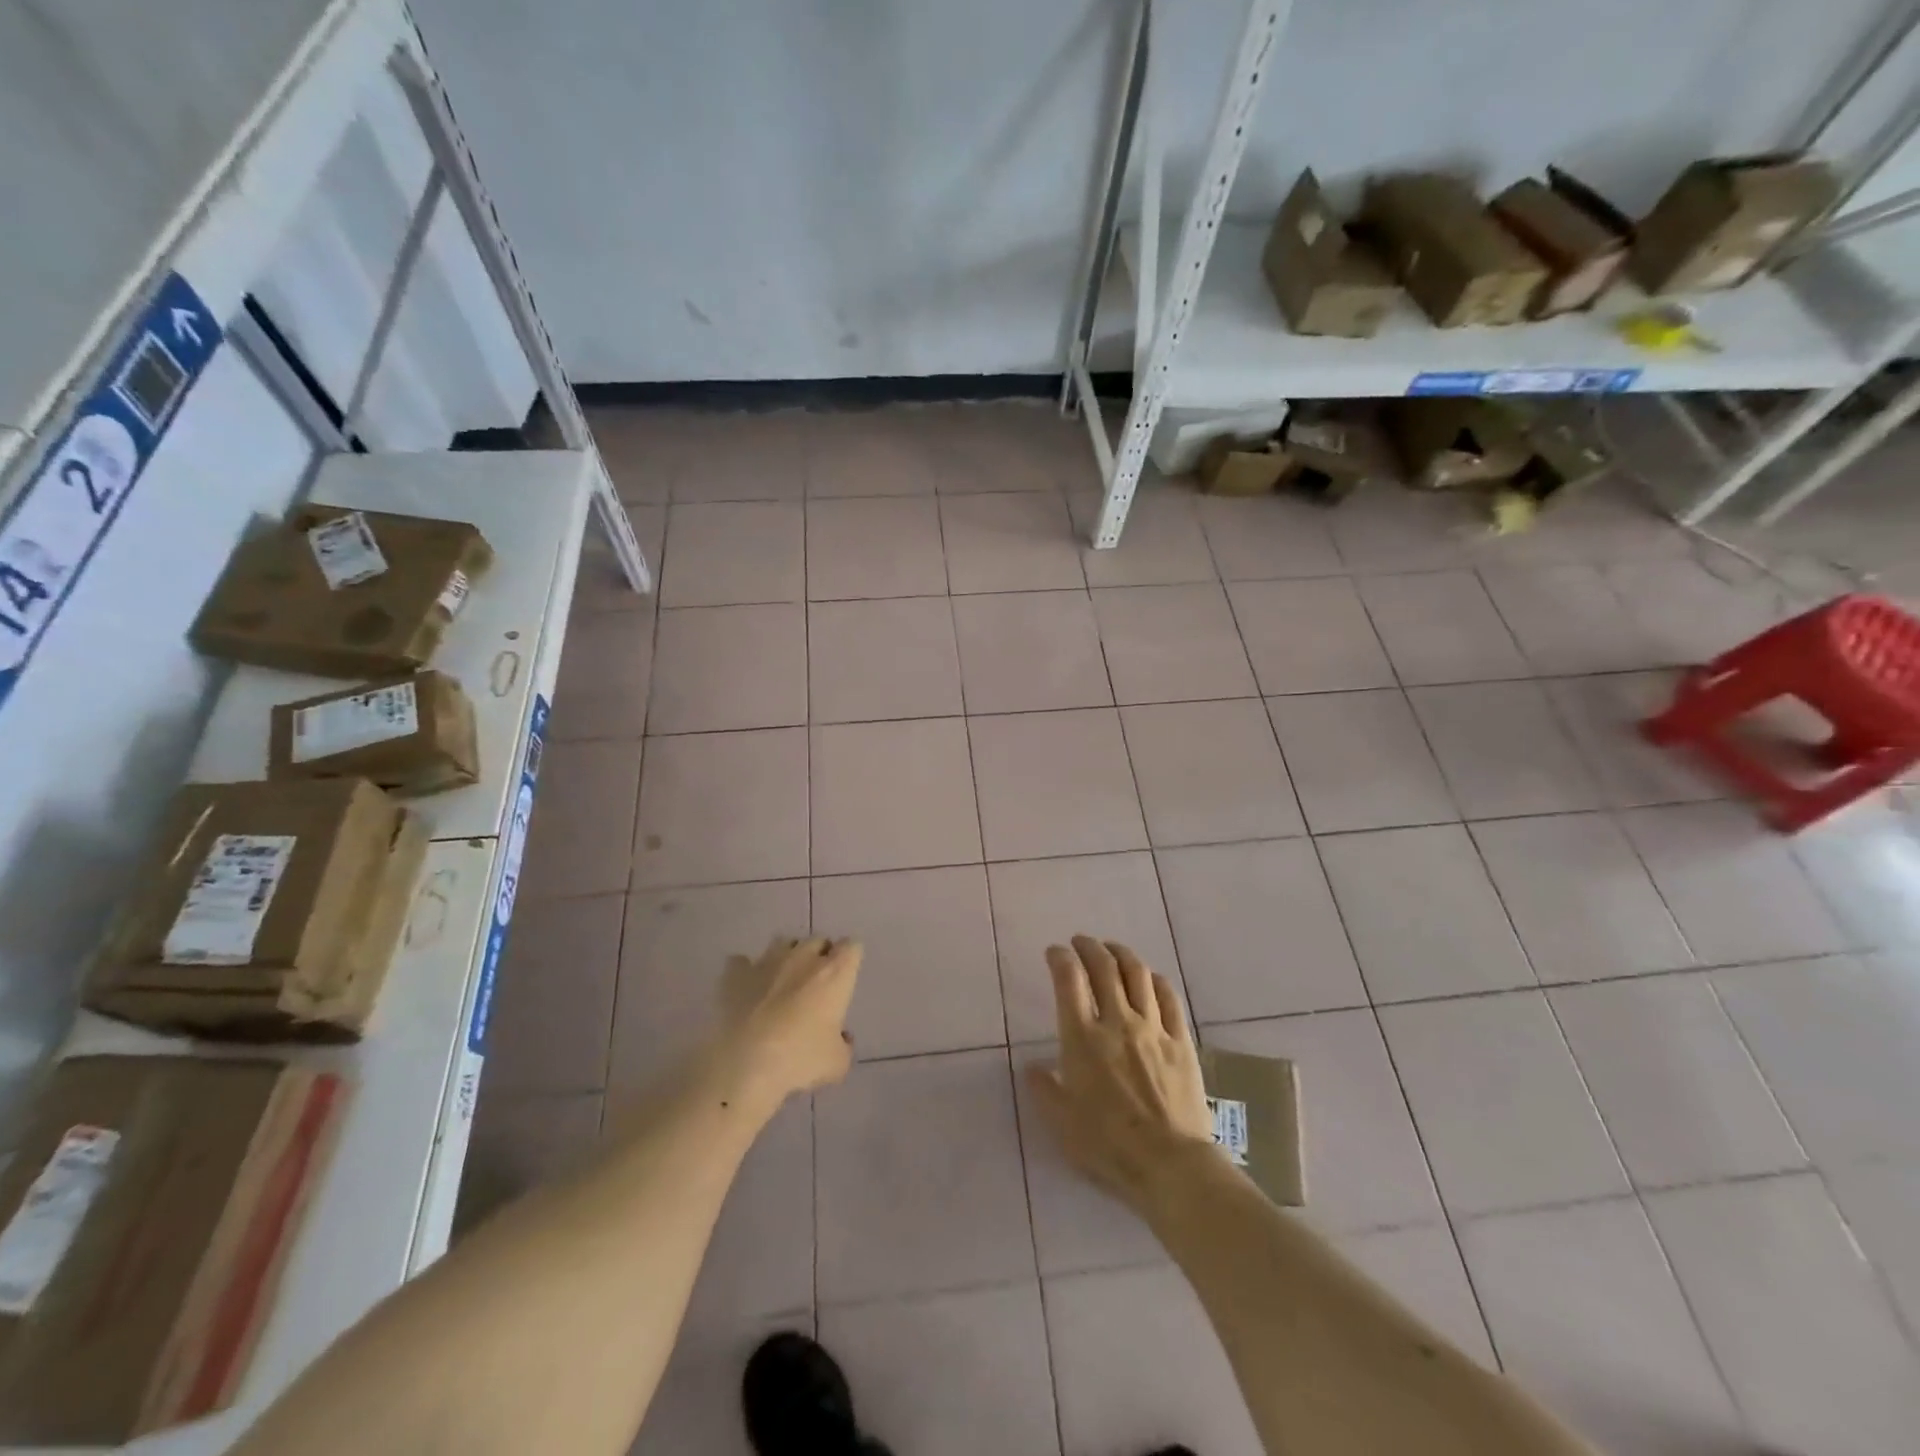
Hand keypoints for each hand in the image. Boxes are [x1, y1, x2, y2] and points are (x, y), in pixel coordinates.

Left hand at [717, 936, 861, 1106]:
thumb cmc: (801, 1059)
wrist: (745, 1064)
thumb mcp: (837, 1063)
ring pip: (783, 943)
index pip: (852, 948)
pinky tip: (747, 989)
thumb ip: (844, 1046)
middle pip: (818, 940)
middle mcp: (804, 958)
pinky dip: (746, 972)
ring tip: (782, 982)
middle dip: (820, 956)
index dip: (849, 960)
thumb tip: (842, 1038)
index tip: (845, 978)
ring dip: (787, 958)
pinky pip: (741, 962)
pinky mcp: (736, 974)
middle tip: (816, 984)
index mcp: (834, 973)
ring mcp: (767, 962)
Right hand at [1025, 935, 1218, 1211]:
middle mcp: (1117, 1022)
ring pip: (1137, 975)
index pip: (1068, 980)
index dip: (1060, 958)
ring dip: (1121, 954)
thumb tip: (1032, 1067)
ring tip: (1112, 950)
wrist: (1170, 1164)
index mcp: (1082, 1038)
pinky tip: (1149, 978)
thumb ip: (1044, 1089)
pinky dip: (1155, 980)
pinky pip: (1169, 998)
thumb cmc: (1107, 1145)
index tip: (1054, 952)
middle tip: (1081, 942)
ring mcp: (1153, 1028)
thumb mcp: (1061, 1122)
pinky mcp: (1180, 1041)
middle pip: (1103, 967)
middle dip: (1089, 947)